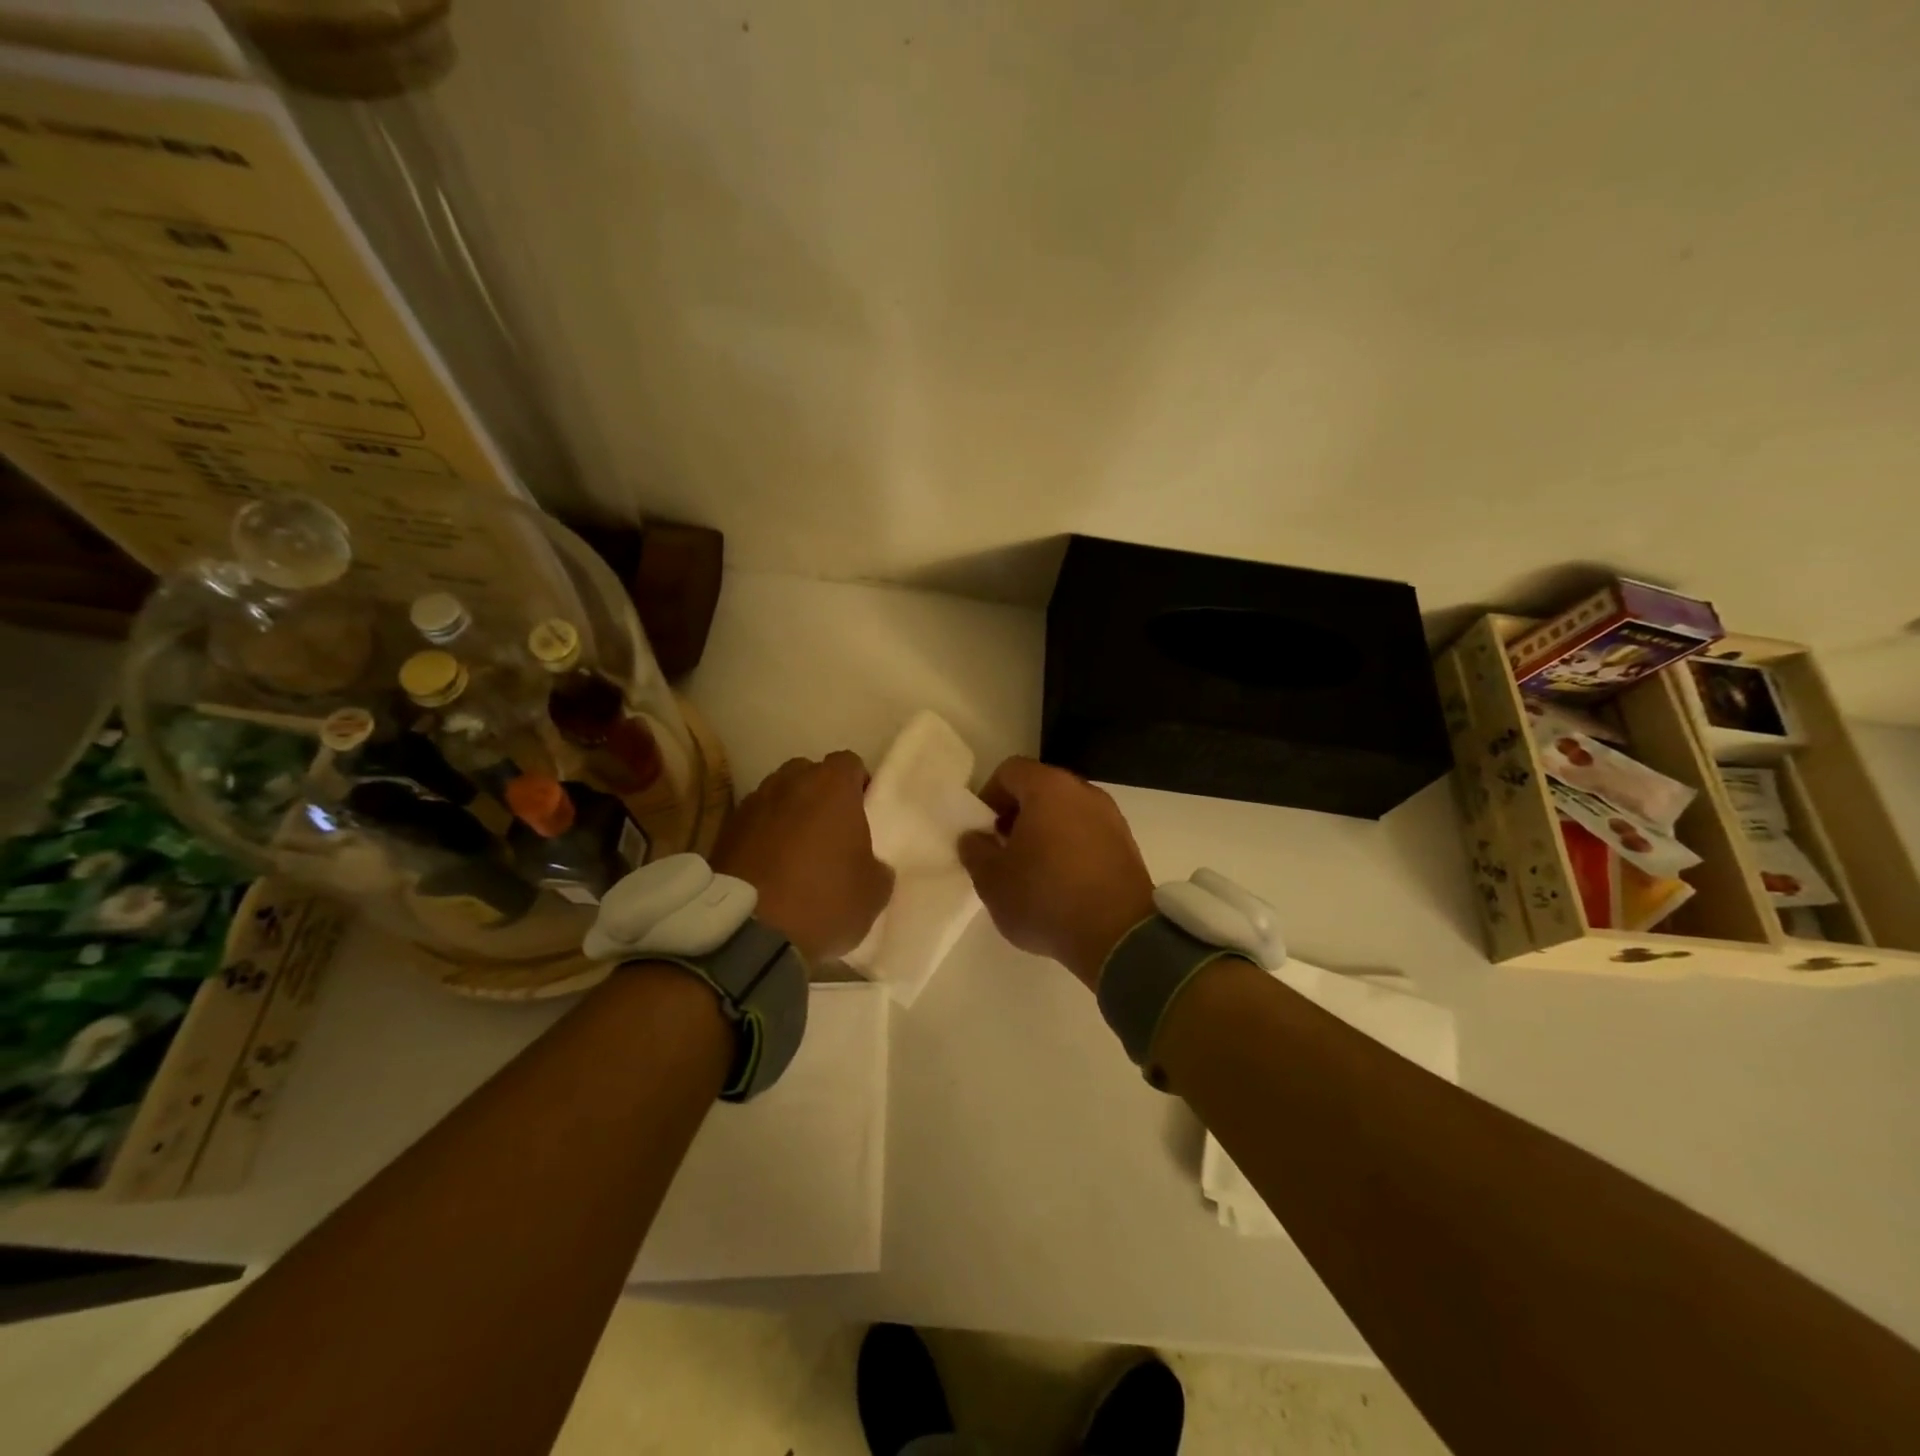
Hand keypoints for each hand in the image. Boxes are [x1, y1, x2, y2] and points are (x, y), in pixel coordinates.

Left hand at [712, 751, 892, 962]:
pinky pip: (754, 822)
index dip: (859, 785)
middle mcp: (789, 782)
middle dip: (820, 794)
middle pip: (809, 773)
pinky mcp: (725, 831)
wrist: (749, 932)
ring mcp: (752, 804)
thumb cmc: (824, 900)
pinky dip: (763, 835)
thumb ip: (877, 866)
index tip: (864, 813)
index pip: (850, 763)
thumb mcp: (874, 892)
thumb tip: (869, 865)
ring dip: (789, 813)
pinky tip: (770, 867)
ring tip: (796, 850)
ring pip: (778, 795)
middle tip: (831, 830)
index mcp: (832, 786)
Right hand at [958, 757, 1153, 988]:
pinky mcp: (1127, 845)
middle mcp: (1083, 792)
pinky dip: (1070, 847)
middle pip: (1041, 788)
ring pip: (1066, 811)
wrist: (1118, 936)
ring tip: (1032, 870)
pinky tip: (1062, 882)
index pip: (1010, 771)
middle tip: (1003, 849)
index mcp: (1048, 788)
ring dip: (1045, 831)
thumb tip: (974, 836)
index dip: (989, 796)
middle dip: (1017, 813)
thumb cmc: (1045, 897)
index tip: (982, 830)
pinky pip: (1088, 833)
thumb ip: (975, 850)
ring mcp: (1111, 817)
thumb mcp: (992, 879)